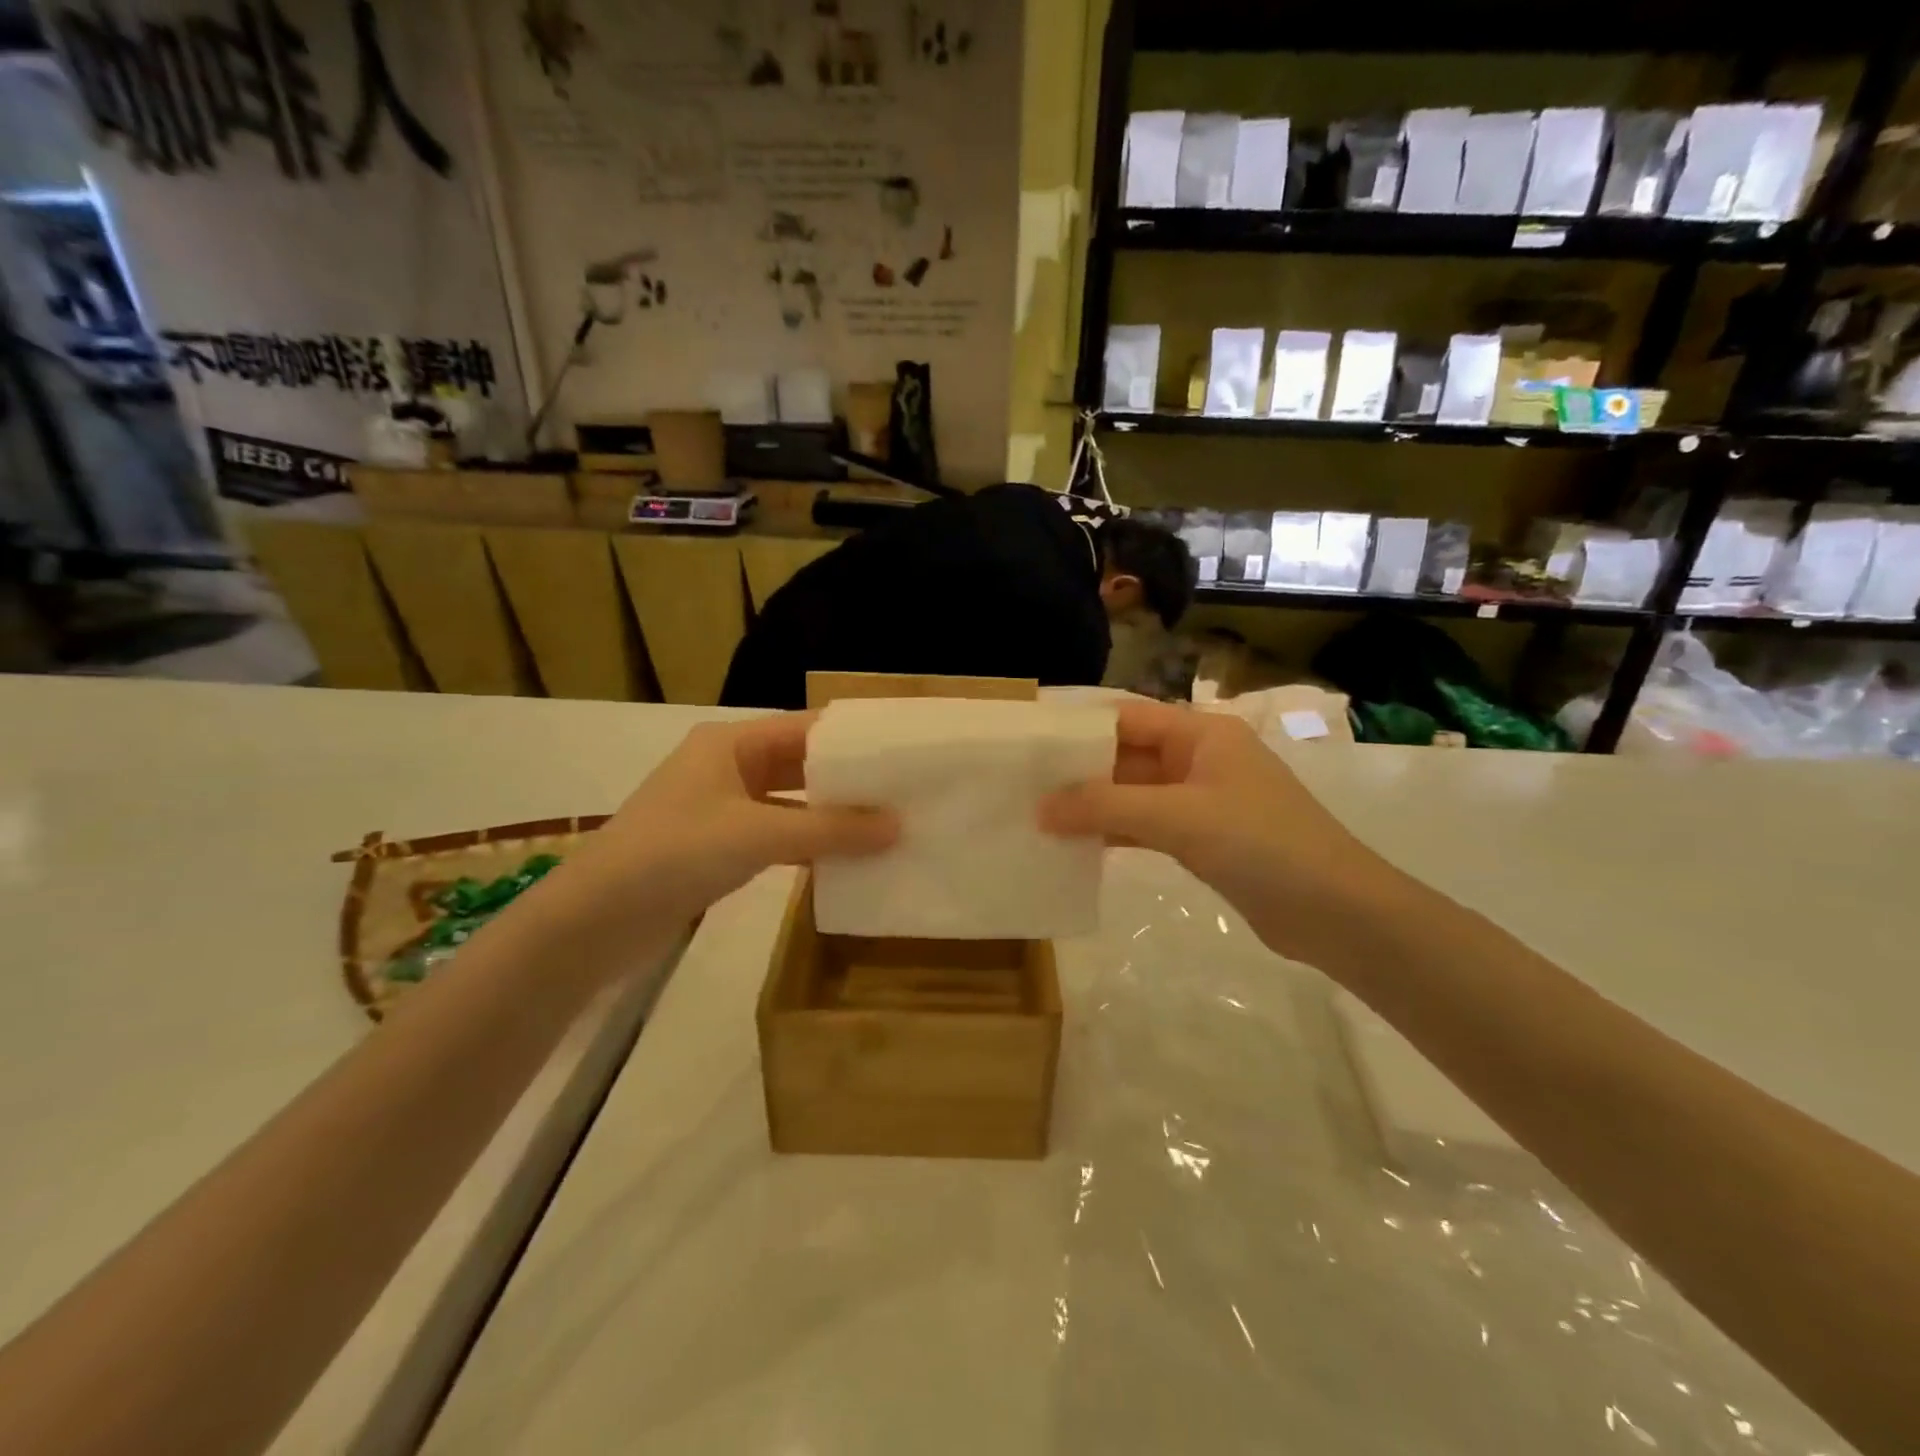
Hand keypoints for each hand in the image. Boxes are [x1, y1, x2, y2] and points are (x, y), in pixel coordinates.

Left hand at [560, 714, 896, 928]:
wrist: (594, 920)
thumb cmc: (674, 853)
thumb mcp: (757, 834)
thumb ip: (830, 829)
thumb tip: (899, 826)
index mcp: (731, 743)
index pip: (806, 728)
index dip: (854, 739)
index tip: (904, 752)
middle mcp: (728, 766)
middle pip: (801, 764)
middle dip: (849, 780)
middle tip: (906, 792)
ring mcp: (722, 808)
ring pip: (791, 802)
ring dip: (831, 815)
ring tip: (888, 825)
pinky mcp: (719, 847)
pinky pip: (777, 835)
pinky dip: (809, 844)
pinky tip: (847, 859)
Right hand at [1040, 701, 1398, 965]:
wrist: (1337, 914)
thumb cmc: (1261, 845)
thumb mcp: (1178, 817)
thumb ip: (1106, 807)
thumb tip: (1040, 808)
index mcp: (1201, 733)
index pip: (1126, 717)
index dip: (1078, 728)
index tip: (1029, 744)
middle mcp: (1200, 758)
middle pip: (1128, 754)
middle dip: (1079, 770)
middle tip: (1023, 785)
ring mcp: (1203, 801)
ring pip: (1135, 793)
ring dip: (1094, 805)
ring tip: (1039, 816)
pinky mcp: (1205, 839)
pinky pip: (1148, 826)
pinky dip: (1116, 833)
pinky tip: (1078, 846)